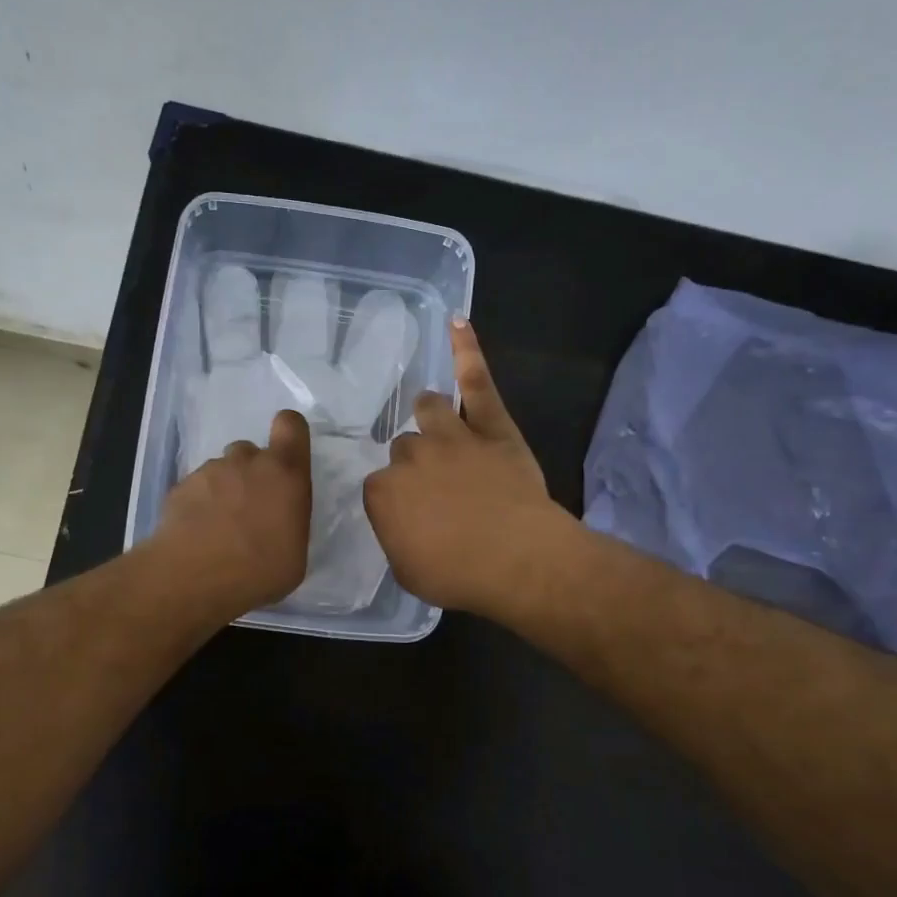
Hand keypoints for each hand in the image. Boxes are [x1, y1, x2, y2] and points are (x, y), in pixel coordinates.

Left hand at [152, 409, 312, 618]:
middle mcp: (247, 462)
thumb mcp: (295, 555)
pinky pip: (196, 488)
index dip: (289, 433)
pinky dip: (198, 504)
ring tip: (219, 528)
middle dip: (252, 474)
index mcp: (285, 473)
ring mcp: (209, 471)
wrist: (193, 578)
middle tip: (250, 510)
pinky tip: (197, 534)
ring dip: (224, 490)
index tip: (287, 455)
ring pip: (221, 470)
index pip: (291, 425)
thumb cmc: (259, 571)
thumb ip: (290, 523)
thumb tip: (279, 522)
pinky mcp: (179, 487)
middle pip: (251, 452)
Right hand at [362, 318, 570, 613]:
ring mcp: (451, 435)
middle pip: (404, 448)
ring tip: (437, 420)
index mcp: (383, 492)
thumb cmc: (458, 574)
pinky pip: (477, 381)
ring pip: (429, 409)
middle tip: (438, 488)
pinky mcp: (490, 426)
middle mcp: (410, 456)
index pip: (380, 487)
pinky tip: (457, 322)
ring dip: (430, 415)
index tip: (415, 516)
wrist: (516, 560)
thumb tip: (400, 522)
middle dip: (416, 464)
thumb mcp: (407, 570)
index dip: (398, 501)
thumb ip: (396, 537)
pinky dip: (467, 350)